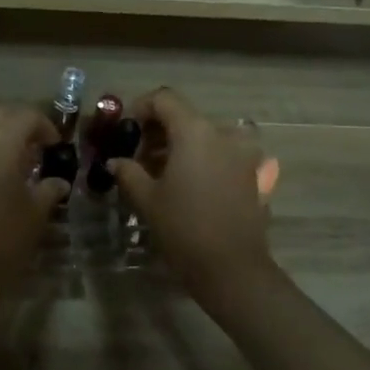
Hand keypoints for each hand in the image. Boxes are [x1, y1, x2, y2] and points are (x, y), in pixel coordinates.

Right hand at [110, 89, 276, 312]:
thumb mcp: (147, 199)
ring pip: (205, 136)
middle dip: (159, 131)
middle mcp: (223, 134)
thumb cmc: (184, 228)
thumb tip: (116, 161)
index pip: (164, 99)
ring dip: (181, 146)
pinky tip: (189, 187)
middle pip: (185, 117)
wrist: (233, 269)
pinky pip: (223, 155)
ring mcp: (243, 154)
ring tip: (161, 173)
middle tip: (138, 157)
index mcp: (195, 131)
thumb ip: (128, 172)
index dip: (140, 108)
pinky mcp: (254, 175)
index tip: (126, 130)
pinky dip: (203, 161)